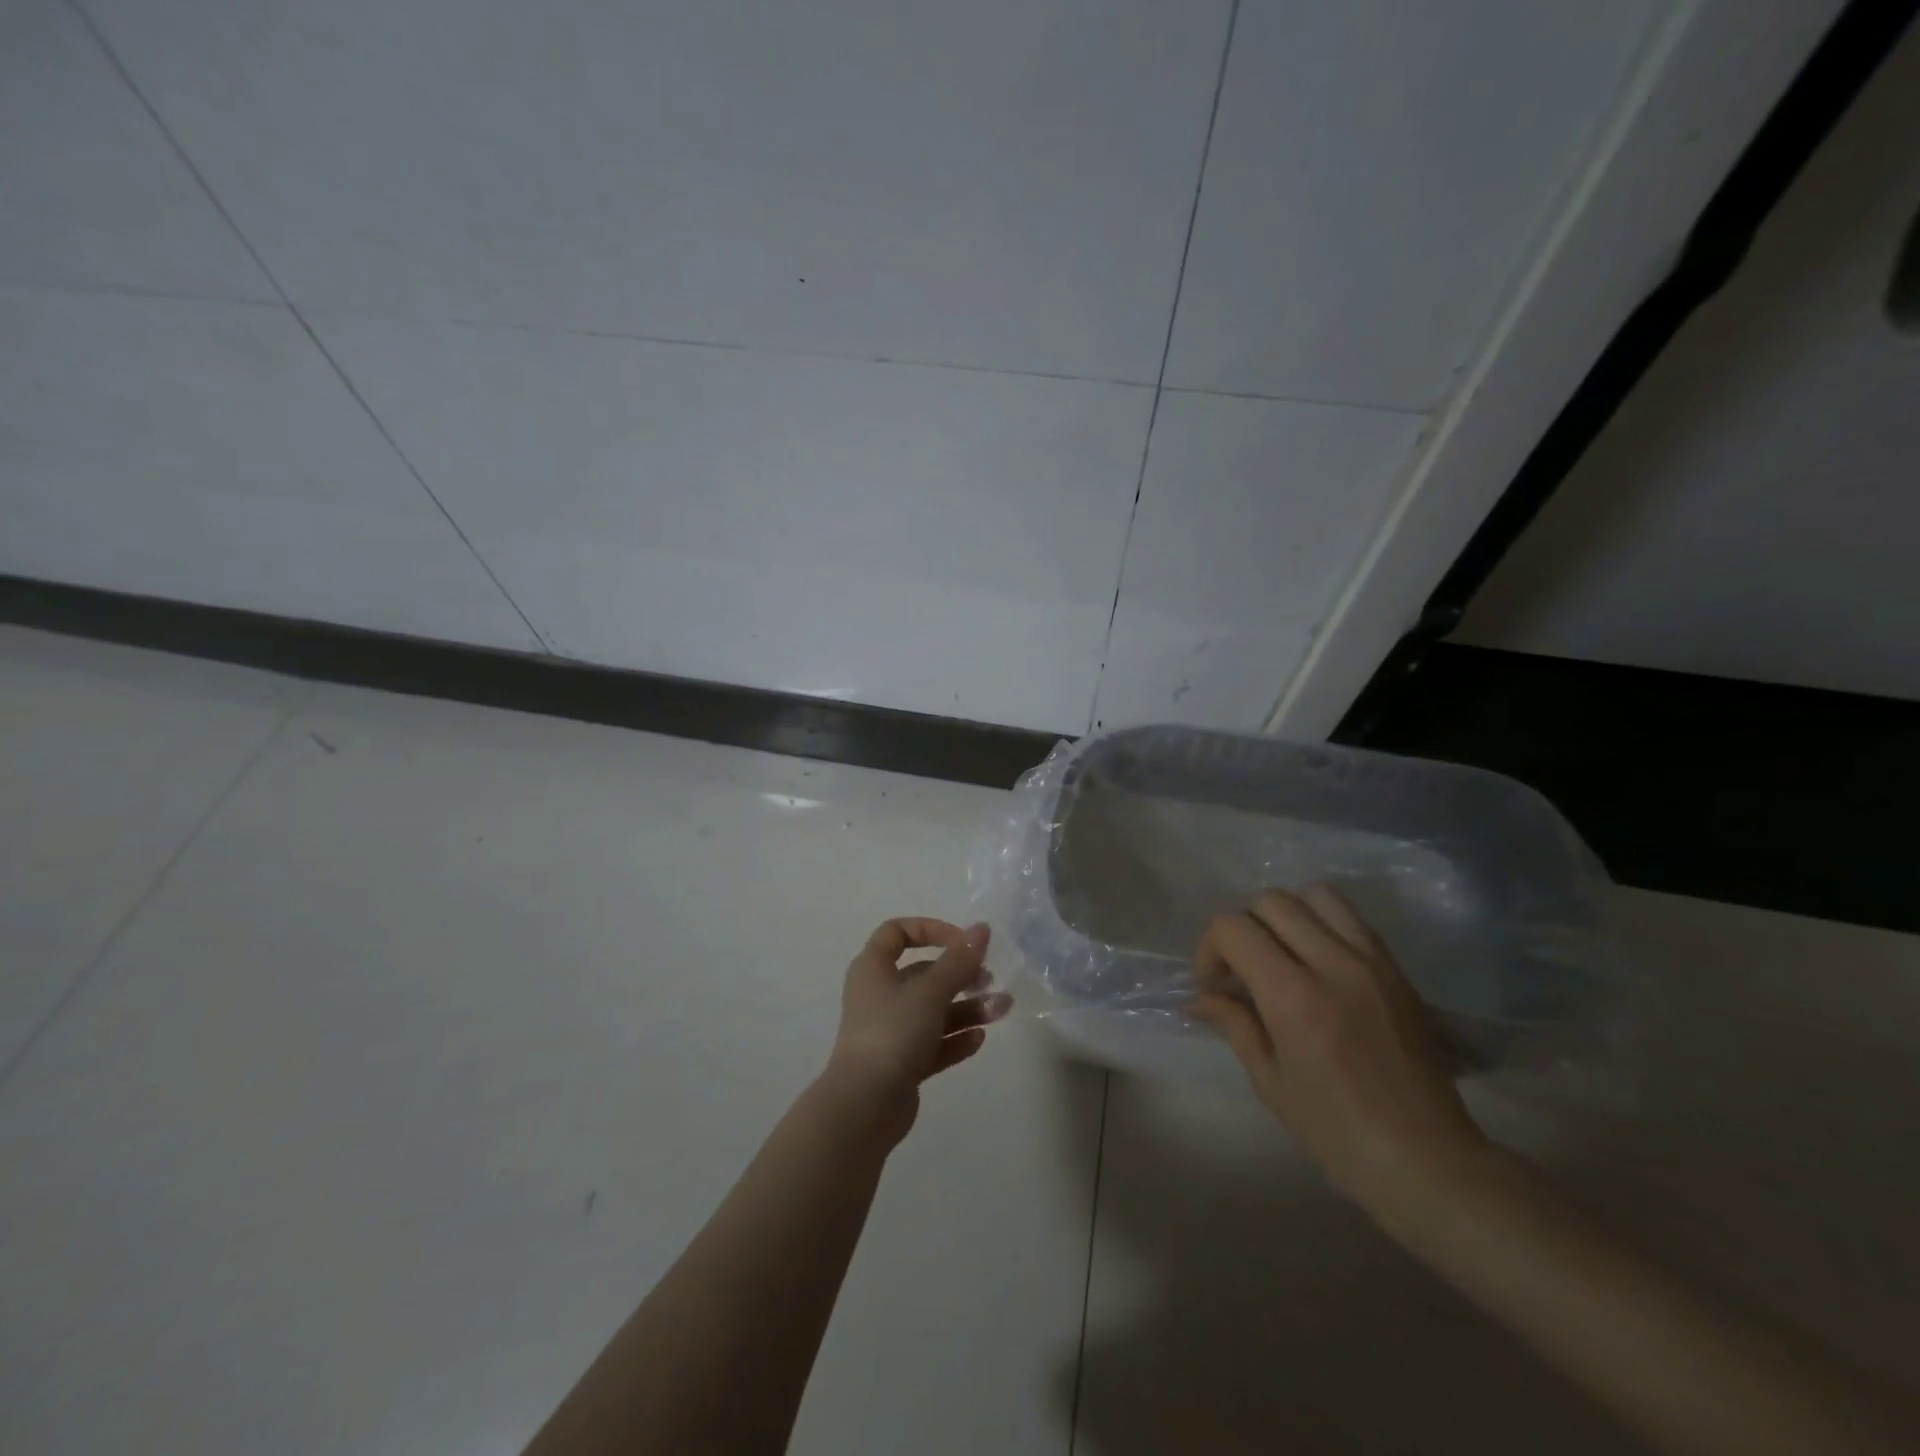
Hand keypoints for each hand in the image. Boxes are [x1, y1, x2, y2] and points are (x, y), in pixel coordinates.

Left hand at [822, 918, 1011, 1143]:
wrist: (864, 1105)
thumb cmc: (893, 1032)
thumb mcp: (930, 991)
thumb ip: (959, 960)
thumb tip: (982, 928)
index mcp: (873, 968)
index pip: (897, 933)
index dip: (930, 930)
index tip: (960, 942)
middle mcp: (879, 995)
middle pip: (923, 974)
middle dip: (960, 975)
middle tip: (990, 980)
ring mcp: (889, 1031)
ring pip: (933, 1010)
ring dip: (966, 1008)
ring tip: (1000, 1011)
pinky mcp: (900, 1063)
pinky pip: (932, 1043)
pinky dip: (955, 1038)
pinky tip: (979, 1040)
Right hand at [1190, 885, 1486, 1211]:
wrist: (1427, 1159)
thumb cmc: (1337, 1131)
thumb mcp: (1270, 1080)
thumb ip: (1234, 1023)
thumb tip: (1201, 997)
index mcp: (1294, 996)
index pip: (1234, 928)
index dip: (1211, 947)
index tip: (1214, 983)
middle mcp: (1333, 964)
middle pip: (1272, 902)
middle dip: (1244, 927)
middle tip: (1243, 969)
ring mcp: (1372, 962)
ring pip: (1316, 896)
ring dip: (1287, 915)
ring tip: (1282, 954)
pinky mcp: (1397, 969)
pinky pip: (1351, 919)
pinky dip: (1323, 924)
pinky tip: (1317, 963)